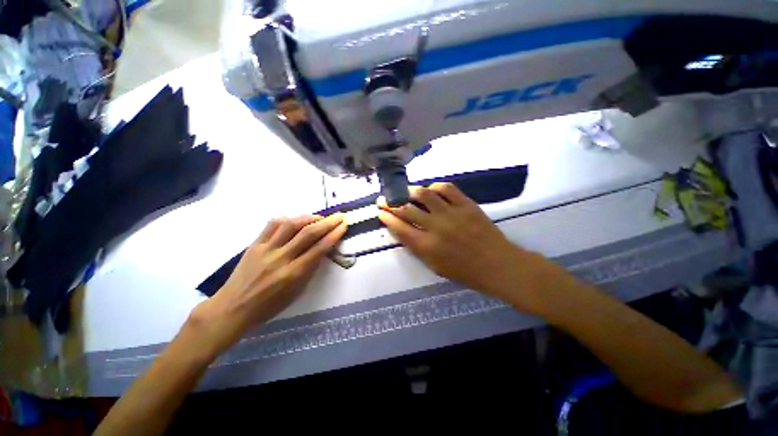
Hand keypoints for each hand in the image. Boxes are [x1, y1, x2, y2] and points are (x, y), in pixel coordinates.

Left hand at [189, 214, 346, 354]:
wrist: (232, 308)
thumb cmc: (269, 306)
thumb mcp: (296, 292)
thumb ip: (310, 269)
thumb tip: (322, 250)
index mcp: (293, 274)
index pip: (319, 249)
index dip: (334, 235)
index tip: (344, 225)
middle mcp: (280, 258)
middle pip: (308, 233)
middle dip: (327, 222)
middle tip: (338, 216)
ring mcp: (265, 249)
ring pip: (290, 225)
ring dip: (308, 217)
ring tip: (319, 218)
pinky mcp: (254, 244)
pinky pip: (271, 225)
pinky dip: (287, 219)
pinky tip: (295, 220)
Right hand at [378, 184, 544, 310]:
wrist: (498, 265)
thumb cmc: (465, 271)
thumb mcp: (435, 266)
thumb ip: (417, 248)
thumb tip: (404, 230)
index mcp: (427, 246)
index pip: (399, 227)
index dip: (387, 217)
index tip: (380, 211)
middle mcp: (435, 227)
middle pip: (407, 209)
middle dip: (391, 203)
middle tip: (385, 199)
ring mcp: (452, 213)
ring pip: (424, 194)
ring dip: (410, 191)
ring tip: (406, 192)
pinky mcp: (466, 205)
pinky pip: (447, 189)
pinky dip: (435, 187)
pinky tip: (431, 190)